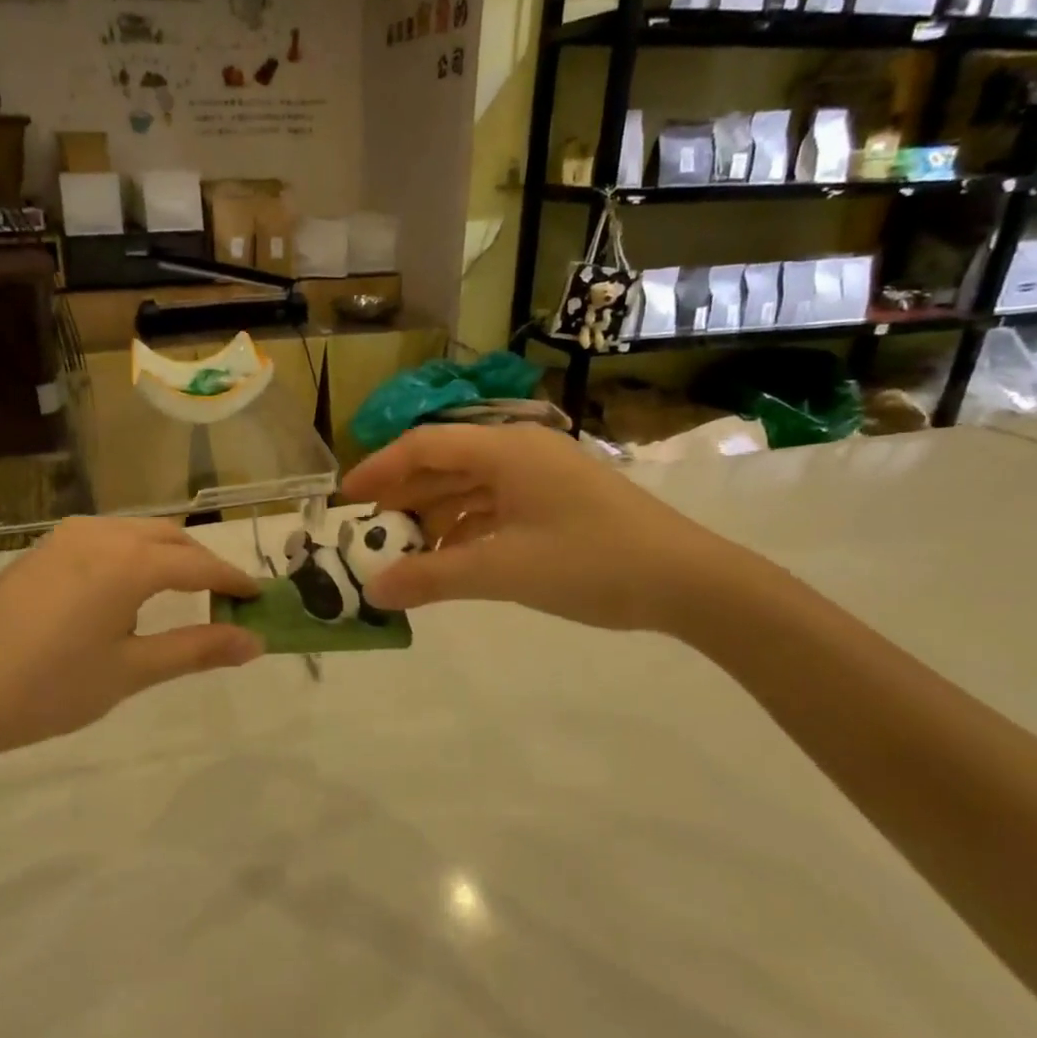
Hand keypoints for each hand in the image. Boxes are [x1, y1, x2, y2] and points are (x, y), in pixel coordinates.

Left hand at [0, 518, 263, 768]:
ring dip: (166, 556)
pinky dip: (132, 556)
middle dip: (202, 563)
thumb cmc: (48, 688)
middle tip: (224, 600)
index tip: (260, 596)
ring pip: (136, 534)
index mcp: (128, 562)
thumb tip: (255, 642)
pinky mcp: (42, 549)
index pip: (199, 564)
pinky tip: (124, 593)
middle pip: (170, 538)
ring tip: (179, 596)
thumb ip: (197, 649)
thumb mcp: (130, 672)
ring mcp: (66, 536)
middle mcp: (101, 534)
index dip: (233, 580)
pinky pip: (105, 539)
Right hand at [341, 424, 745, 633]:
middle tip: (368, 530)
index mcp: (506, 449)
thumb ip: (434, 578)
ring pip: (470, 487)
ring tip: (402, 551)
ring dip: (434, 516)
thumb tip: (374, 592)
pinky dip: (466, 529)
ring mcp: (542, 477)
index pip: (424, 446)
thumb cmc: (592, 562)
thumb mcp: (504, 570)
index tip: (346, 498)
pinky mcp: (557, 502)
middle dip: (403, 496)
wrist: (690, 582)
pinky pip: (496, 506)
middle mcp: (520, 452)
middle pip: (445, 464)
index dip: (380, 468)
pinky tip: (450, 558)